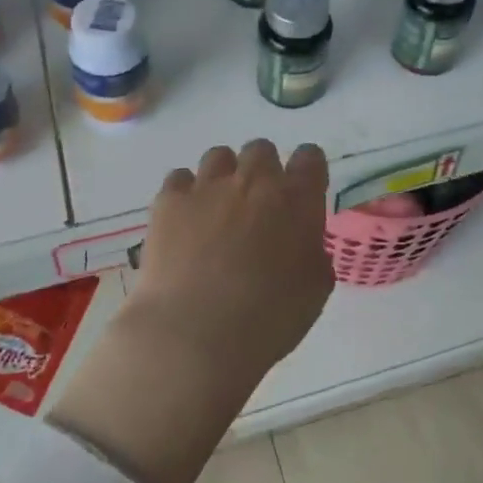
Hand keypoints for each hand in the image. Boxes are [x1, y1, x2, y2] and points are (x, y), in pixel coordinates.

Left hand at [125, 139, 334, 377]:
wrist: (196, 332)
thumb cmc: (268, 319)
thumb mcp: (314, 291)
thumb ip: (313, 254)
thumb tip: (302, 244)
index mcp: (296, 201)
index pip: (309, 158)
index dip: (306, 170)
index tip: (301, 191)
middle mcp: (254, 181)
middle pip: (261, 150)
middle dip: (261, 171)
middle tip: (256, 206)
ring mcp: (208, 187)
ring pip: (219, 156)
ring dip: (223, 177)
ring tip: (216, 210)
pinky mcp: (169, 200)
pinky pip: (180, 178)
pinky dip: (185, 194)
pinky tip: (184, 222)